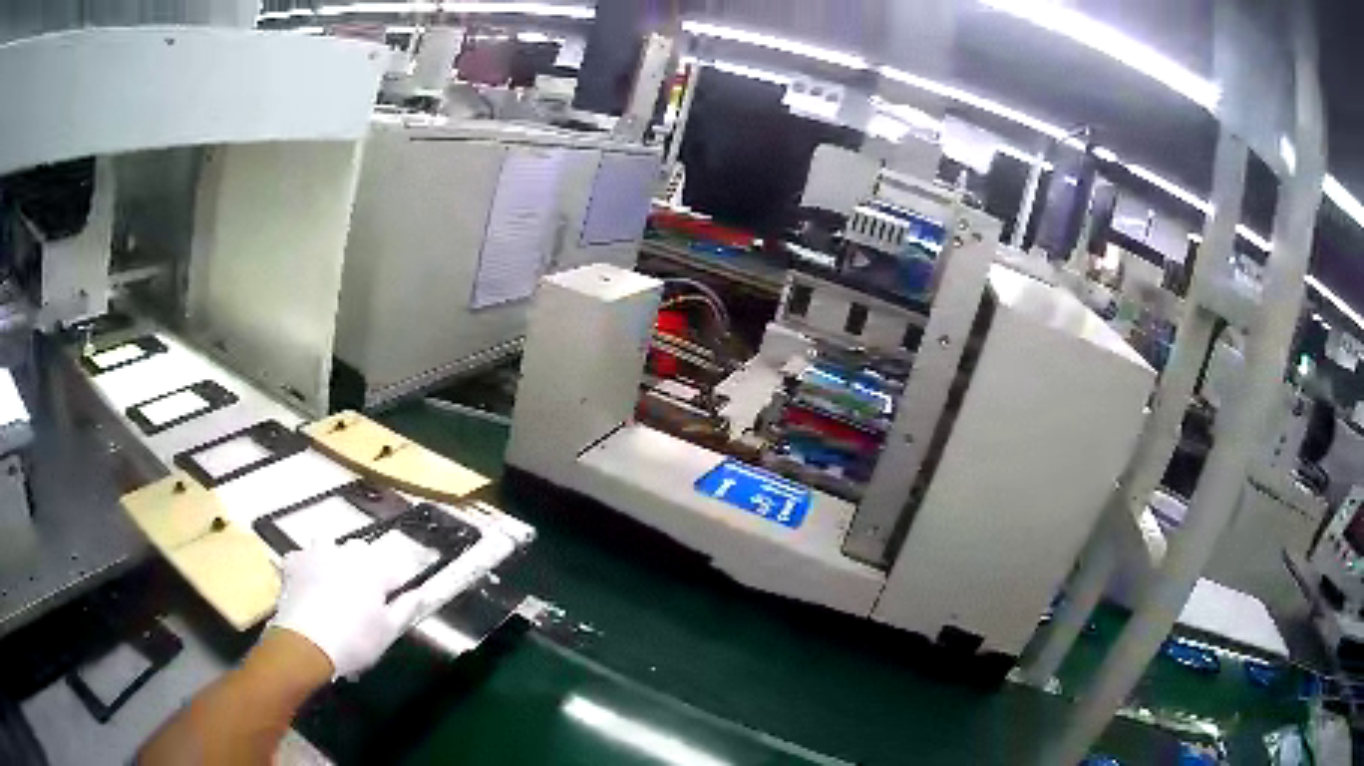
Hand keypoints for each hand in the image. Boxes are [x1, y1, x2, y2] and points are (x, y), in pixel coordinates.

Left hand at [268, 537, 433, 679]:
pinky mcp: (294, 560)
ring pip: (331, 549)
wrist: (306, 644)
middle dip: (366, 572)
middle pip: (363, 554)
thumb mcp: (390, 631)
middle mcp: (346, 550)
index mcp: (375, 566)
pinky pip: (305, 558)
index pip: (397, 568)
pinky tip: (309, 589)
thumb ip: (408, 607)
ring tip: (333, 591)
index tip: (395, 603)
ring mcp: (317, 551)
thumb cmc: (355, 640)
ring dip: (335, 564)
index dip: (398, 586)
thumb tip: (421, 592)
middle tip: (363, 603)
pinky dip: (308, 569)